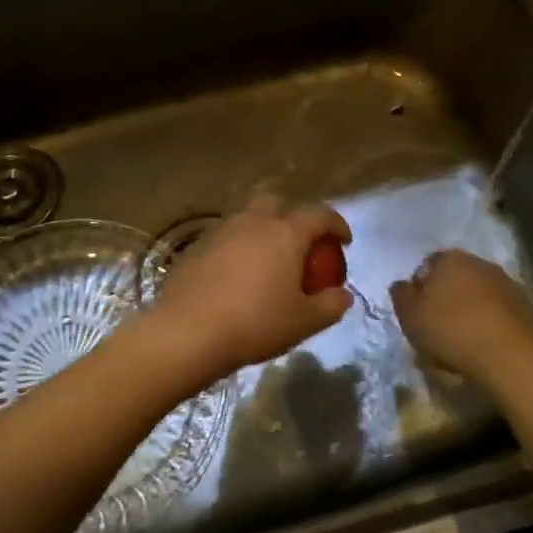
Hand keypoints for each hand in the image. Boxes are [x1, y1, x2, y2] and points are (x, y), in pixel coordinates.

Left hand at [141, 195, 352, 385]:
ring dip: (263, 230)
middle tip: (301, 243)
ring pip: (247, 217)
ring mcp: (221, 231)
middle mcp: (253, 221)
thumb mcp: (304, 322)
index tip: (344, 241)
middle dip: (293, 215)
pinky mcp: (197, 247)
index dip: (337, 225)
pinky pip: (226, 238)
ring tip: (269, 261)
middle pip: (277, 201)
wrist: (188, 331)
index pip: (319, 214)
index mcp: (285, 232)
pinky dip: (238, 248)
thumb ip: (331, 305)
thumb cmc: (255, 323)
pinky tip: (238, 276)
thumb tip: (343, 295)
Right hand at [389, 250, 532, 388]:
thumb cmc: (451, 330)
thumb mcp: (409, 316)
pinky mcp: (526, 306)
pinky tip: (483, 346)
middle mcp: (478, 263)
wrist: (511, 356)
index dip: (419, 289)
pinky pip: (497, 312)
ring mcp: (506, 283)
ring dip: (468, 311)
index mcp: (448, 259)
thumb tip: (403, 285)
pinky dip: (489, 324)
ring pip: (477, 295)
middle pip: (454, 279)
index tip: (417, 314)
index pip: (426, 266)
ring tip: (461, 341)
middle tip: (437, 327)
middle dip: (445, 298)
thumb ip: (400, 295)